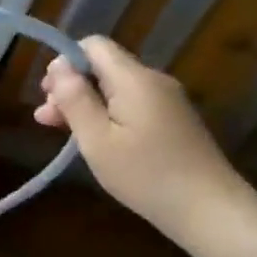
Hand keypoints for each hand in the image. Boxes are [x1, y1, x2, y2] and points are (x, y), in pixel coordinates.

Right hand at [34, 37, 251, 240]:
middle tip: (46, 119)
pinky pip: (131, 103)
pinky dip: (107, 114)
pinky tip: (95, 139)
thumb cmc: (145, 175)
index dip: (65, 62)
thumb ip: (75, 99)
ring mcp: (167, 100)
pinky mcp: (172, 120)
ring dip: (86, 103)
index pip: (93, 45)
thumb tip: (58, 66)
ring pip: (115, 87)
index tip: (48, 94)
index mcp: (134, 79)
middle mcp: (153, 81)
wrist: (210, 210)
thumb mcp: (97, 139)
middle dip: (71, 86)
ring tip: (61, 131)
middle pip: (103, 66)